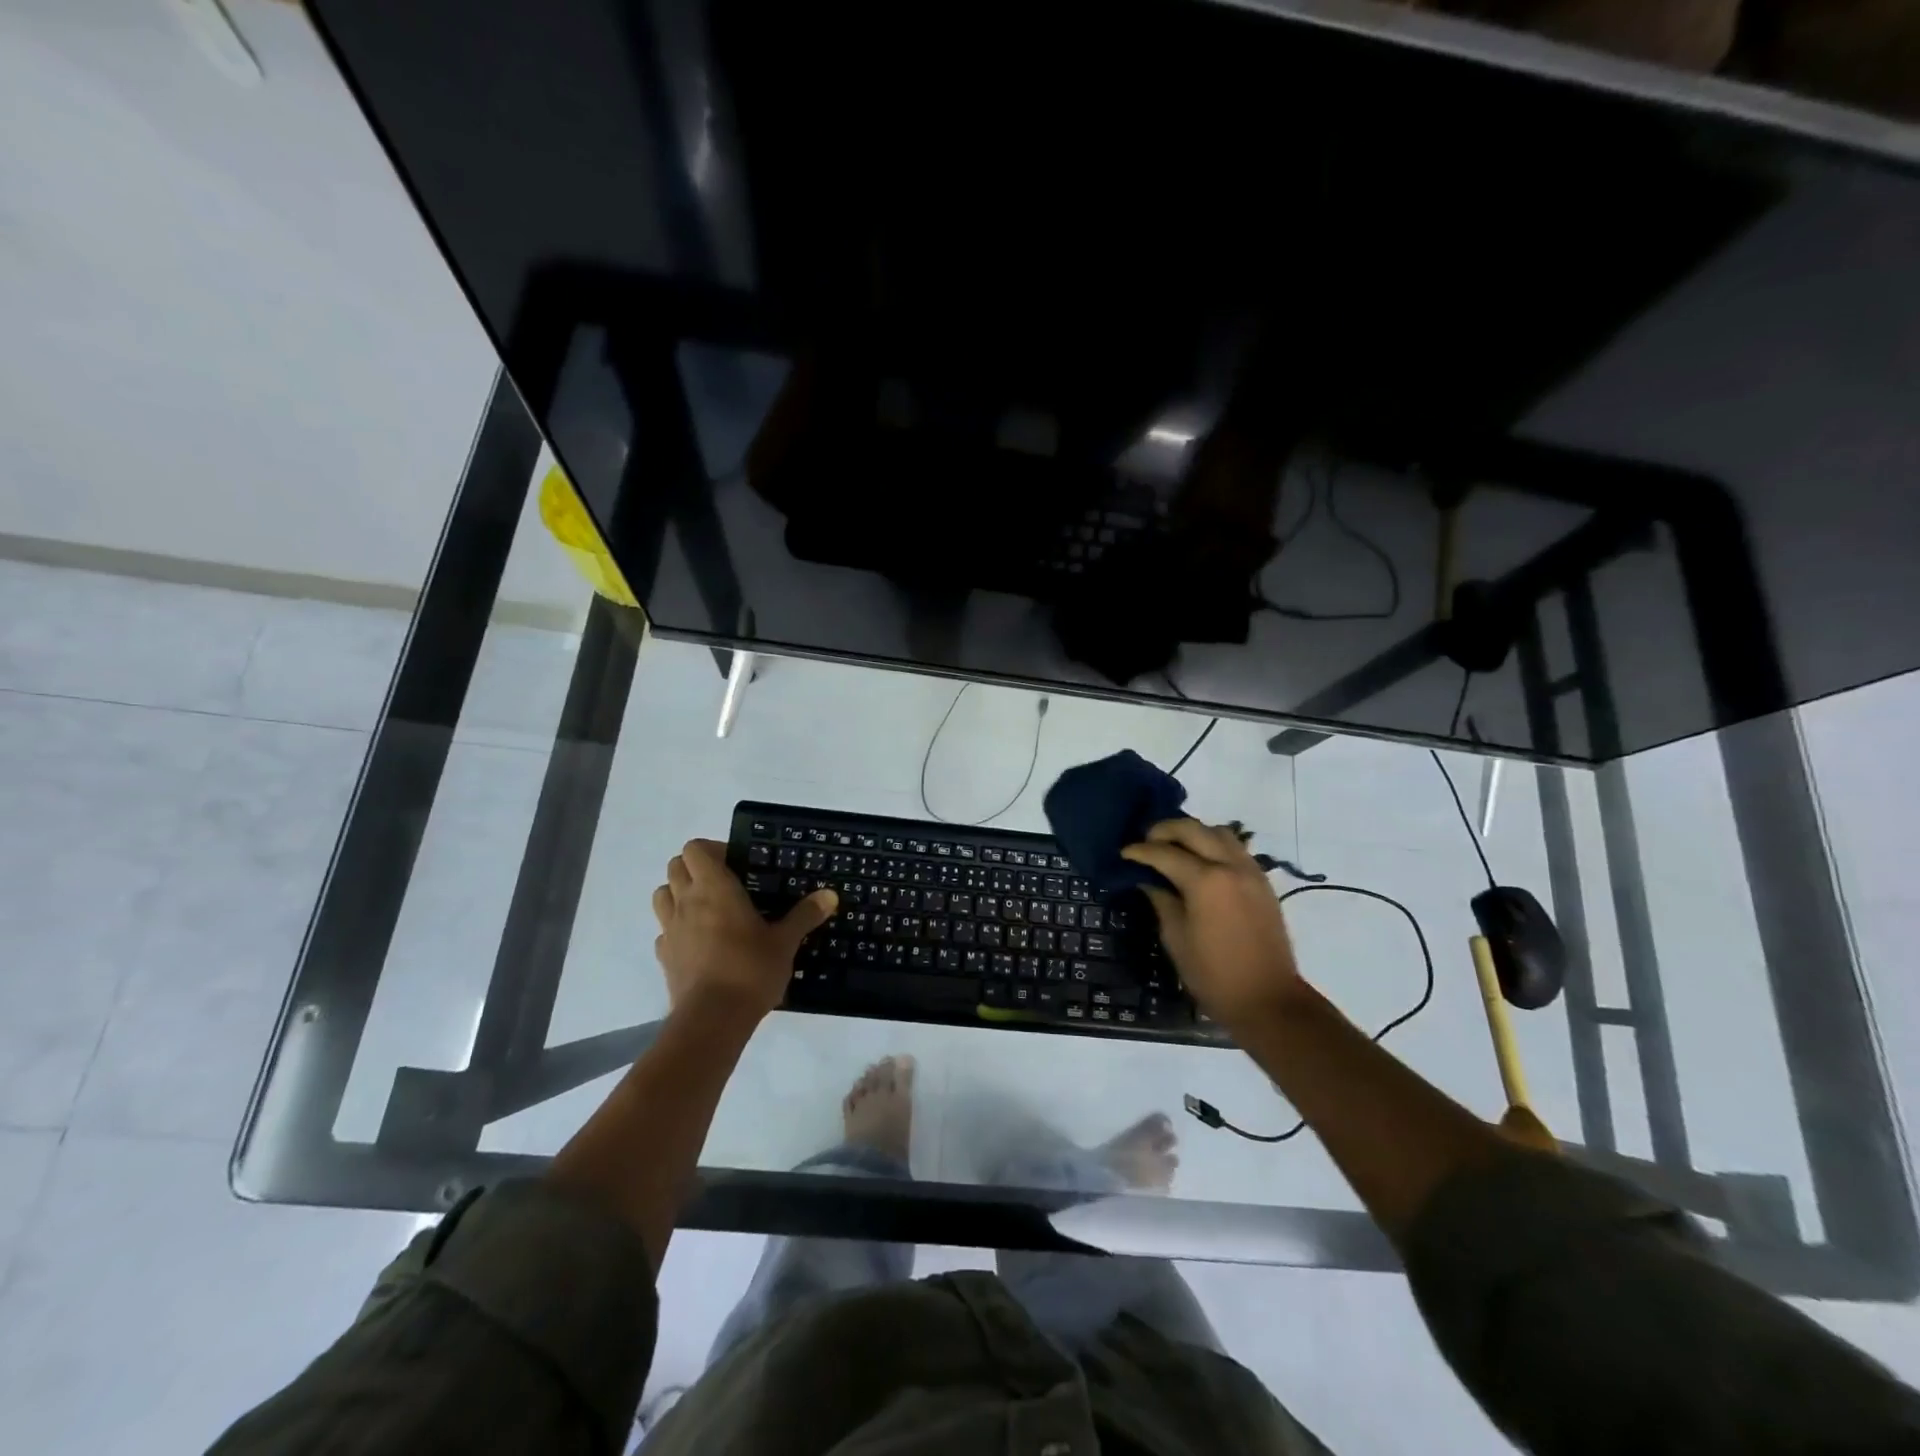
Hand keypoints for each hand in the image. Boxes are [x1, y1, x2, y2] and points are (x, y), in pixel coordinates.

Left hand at [651, 840, 836, 1023]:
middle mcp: (686, 901)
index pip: (695, 848)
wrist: (712, 1019)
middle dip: (695, 868)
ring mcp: (670, 929)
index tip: (737, 864)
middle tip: (725, 884)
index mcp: (714, 887)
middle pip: (675, 866)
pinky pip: (664, 930)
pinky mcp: (664, 956)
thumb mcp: (785, 941)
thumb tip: (830, 895)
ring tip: (707, 909)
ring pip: (663, 894)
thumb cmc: (750, 969)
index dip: (713, 849)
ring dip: (679, 893)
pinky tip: (699, 942)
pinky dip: (677, 928)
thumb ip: (805, 915)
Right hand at [1121, 818, 1307, 1032]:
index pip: (1164, 853)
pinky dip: (1214, 844)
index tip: (1124, 853)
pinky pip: (1235, 847)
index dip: (1140, 851)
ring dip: (1193, 832)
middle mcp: (1229, 866)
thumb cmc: (1214, 975)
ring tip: (1174, 846)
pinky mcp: (1263, 881)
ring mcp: (1250, 871)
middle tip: (1146, 841)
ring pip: (1218, 831)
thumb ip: (1162, 901)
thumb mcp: (1176, 938)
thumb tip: (1149, 881)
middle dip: (1165, 830)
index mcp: (1205, 881)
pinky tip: (1201, 860)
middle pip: (1193, 829)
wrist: (1268, 999)